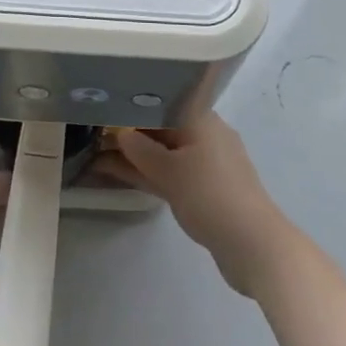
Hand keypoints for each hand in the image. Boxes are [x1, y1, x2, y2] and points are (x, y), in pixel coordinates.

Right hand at [95, 109, 293, 298]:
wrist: (253, 245)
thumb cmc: (210, 195)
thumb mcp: (169, 171)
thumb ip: (140, 149)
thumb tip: (120, 133)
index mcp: (200, 118)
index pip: (160, 100)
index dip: (131, 103)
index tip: (103, 106)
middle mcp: (204, 134)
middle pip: (160, 126)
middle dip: (128, 131)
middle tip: (92, 132)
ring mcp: (206, 163)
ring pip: (163, 152)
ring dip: (134, 155)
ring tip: (96, 154)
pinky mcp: (205, 188)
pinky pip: (169, 172)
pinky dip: (148, 172)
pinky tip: (120, 174)